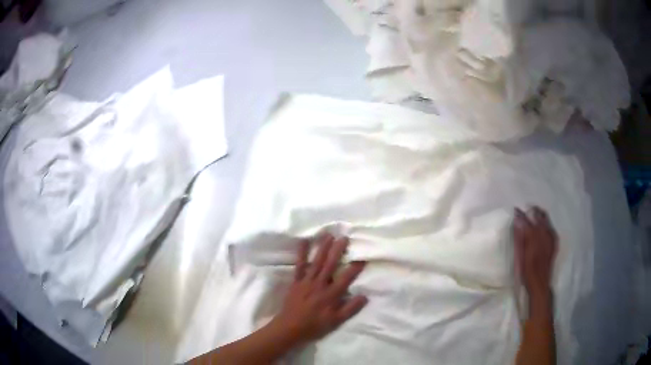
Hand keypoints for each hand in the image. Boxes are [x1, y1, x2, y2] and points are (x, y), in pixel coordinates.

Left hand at [273, 234, 367, 344]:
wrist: (290, 327)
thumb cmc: (314, 325)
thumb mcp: (336, 321)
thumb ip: (350, 309)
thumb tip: (365, 296)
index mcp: (331, 295)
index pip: (346, 278)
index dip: (355, 267)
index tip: (363, 256)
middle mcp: (320, 284)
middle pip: (330, 265)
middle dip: (338, 250)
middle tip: (344, 237)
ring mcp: (306, 281)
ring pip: (316, 262)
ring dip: (322, 248)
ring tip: (328, 234)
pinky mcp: (296, 281)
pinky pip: (299, 265)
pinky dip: (301, 253)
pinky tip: (303, 241)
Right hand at [513, 207, 557, 301]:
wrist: (539, 283)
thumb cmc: (526, 271)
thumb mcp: (520, 255)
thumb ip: (519, 237)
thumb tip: (517, 221)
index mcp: (533, 237)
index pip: (526, 220)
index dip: (521, 214)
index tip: (516, 210)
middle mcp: (544, 234)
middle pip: (539, 216)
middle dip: (532, 211)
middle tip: (526, 210)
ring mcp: (551, 238)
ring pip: (546, 220)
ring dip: (540, 216)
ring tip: (534, 214)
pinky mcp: (554, 242)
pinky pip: (551, 228)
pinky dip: (547, 224)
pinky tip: (544, 227)